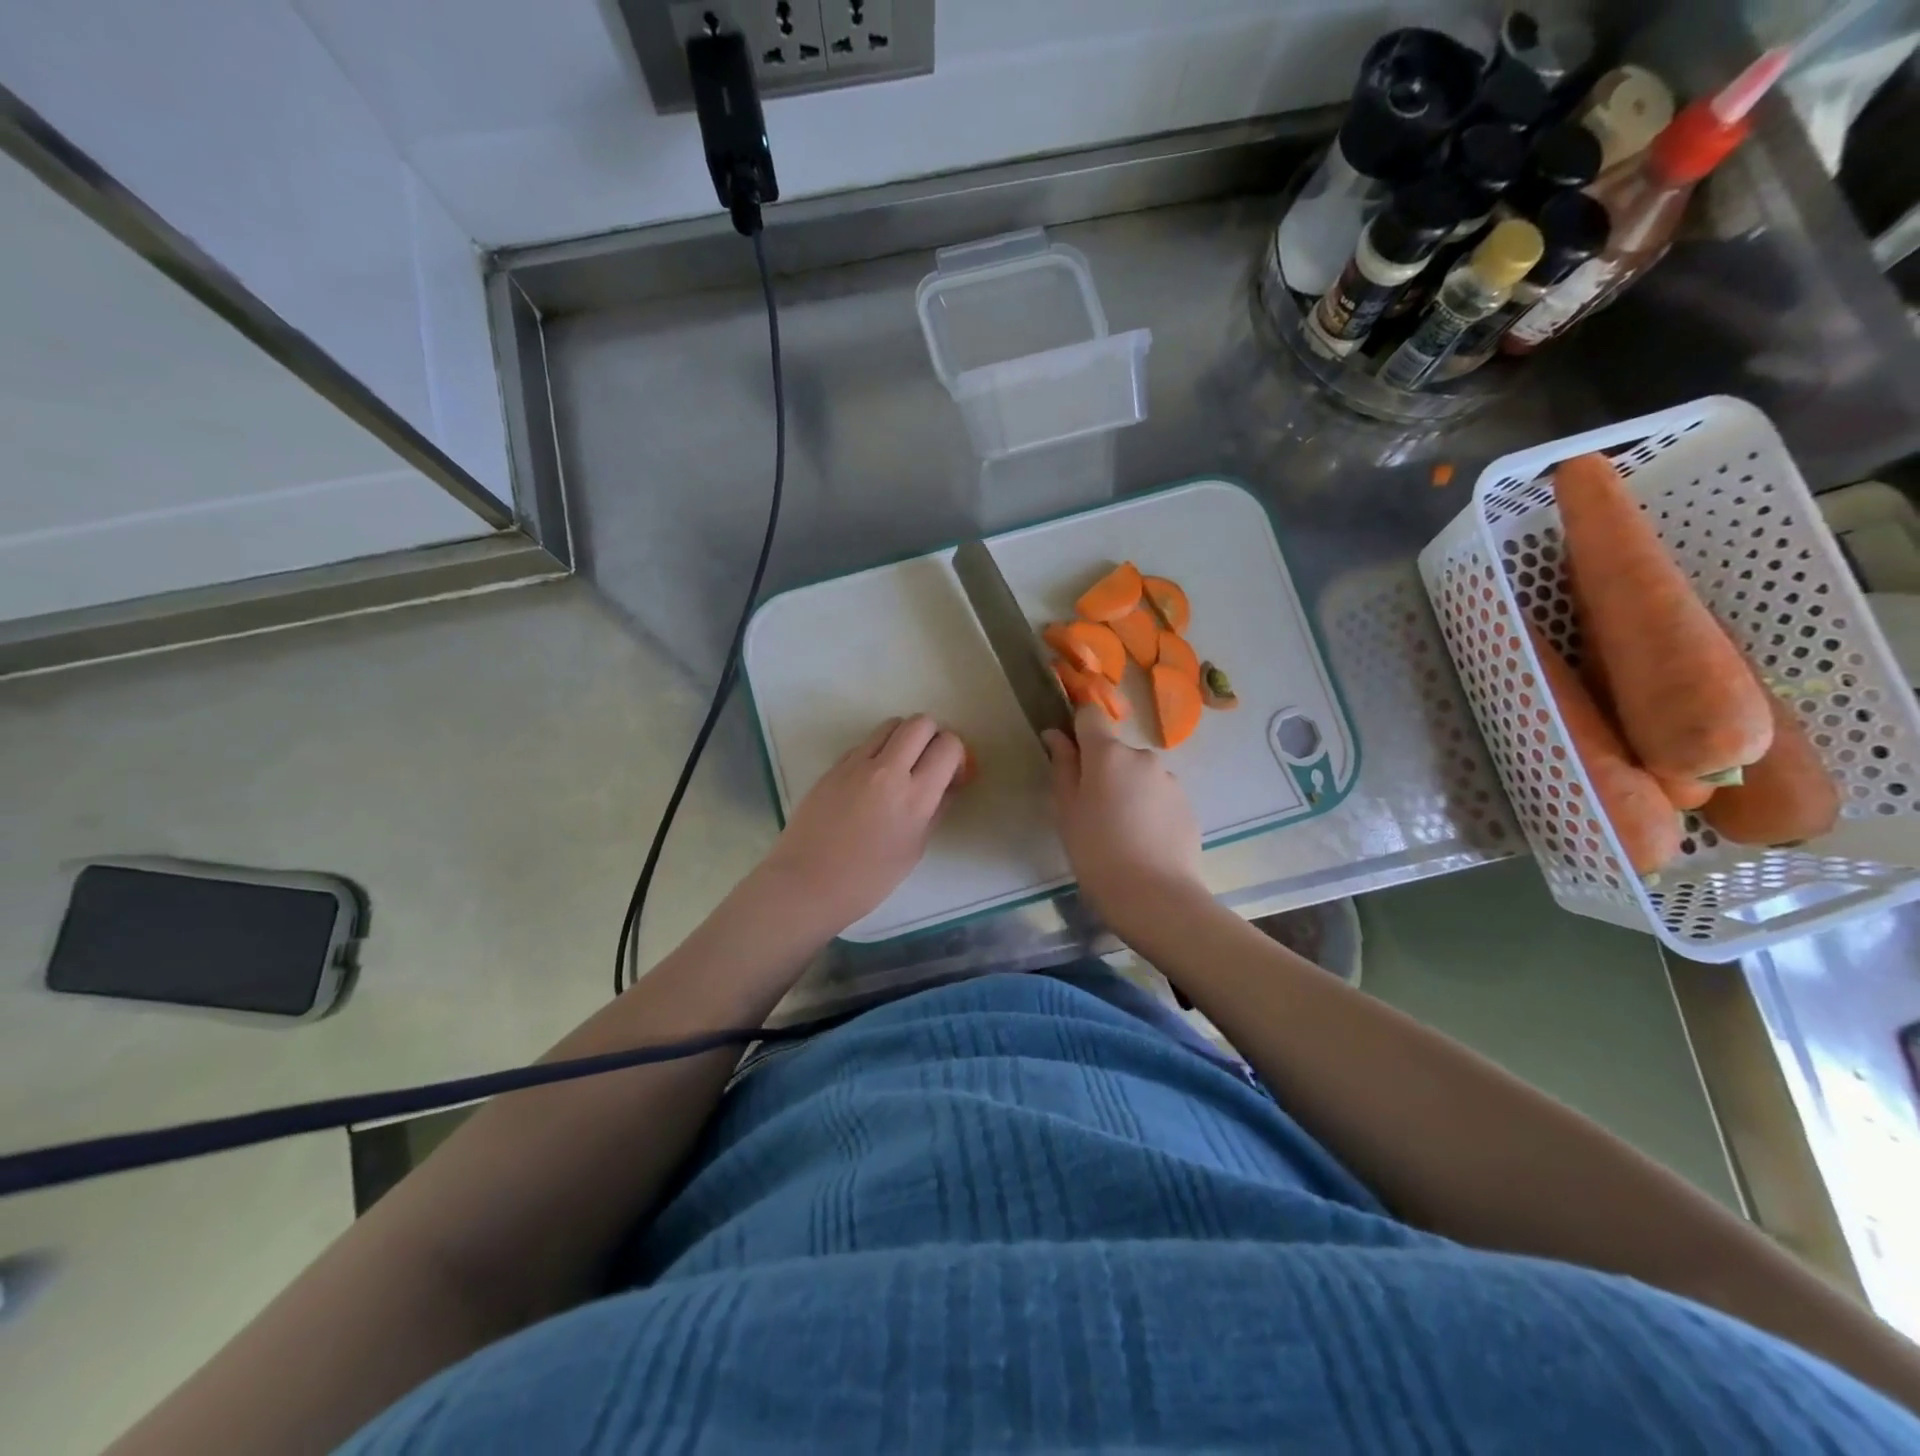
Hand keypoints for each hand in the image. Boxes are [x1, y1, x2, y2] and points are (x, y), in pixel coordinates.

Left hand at [754, 715, 968, 935]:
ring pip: (891, 725)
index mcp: (915, 796)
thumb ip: (935, 810)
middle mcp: (888, 770)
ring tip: (901, 767)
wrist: (806, 884)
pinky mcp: (833, 766)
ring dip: (904, 738)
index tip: (951, 776)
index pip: (948, 746)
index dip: (957, 755)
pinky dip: (877, 752)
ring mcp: (856, 764)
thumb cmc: (867, 880)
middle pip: (921, 723)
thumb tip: (947, 785)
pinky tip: (871, 781)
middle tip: (929, 763)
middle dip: (933, 737)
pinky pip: (864, 743)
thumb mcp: (914, 849)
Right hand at [1044, 703, 1204, 928]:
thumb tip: (1055, 735)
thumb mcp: (1067, 811)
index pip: (1090, 716)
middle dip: (1102, 771)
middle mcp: (1142, 756)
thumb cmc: (1096, 852)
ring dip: (1127, 790)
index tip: (1069, 755)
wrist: (1155, 897)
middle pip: (1114, 751)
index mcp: (1108, 753)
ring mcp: (1170, 779)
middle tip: (1092, 811)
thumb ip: (1062, 767)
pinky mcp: (1188, 804)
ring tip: (1120, 832)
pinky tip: (1143, 842)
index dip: (1077, 729)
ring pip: (1138, 775)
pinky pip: (1158, 796)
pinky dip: (1148, 809)